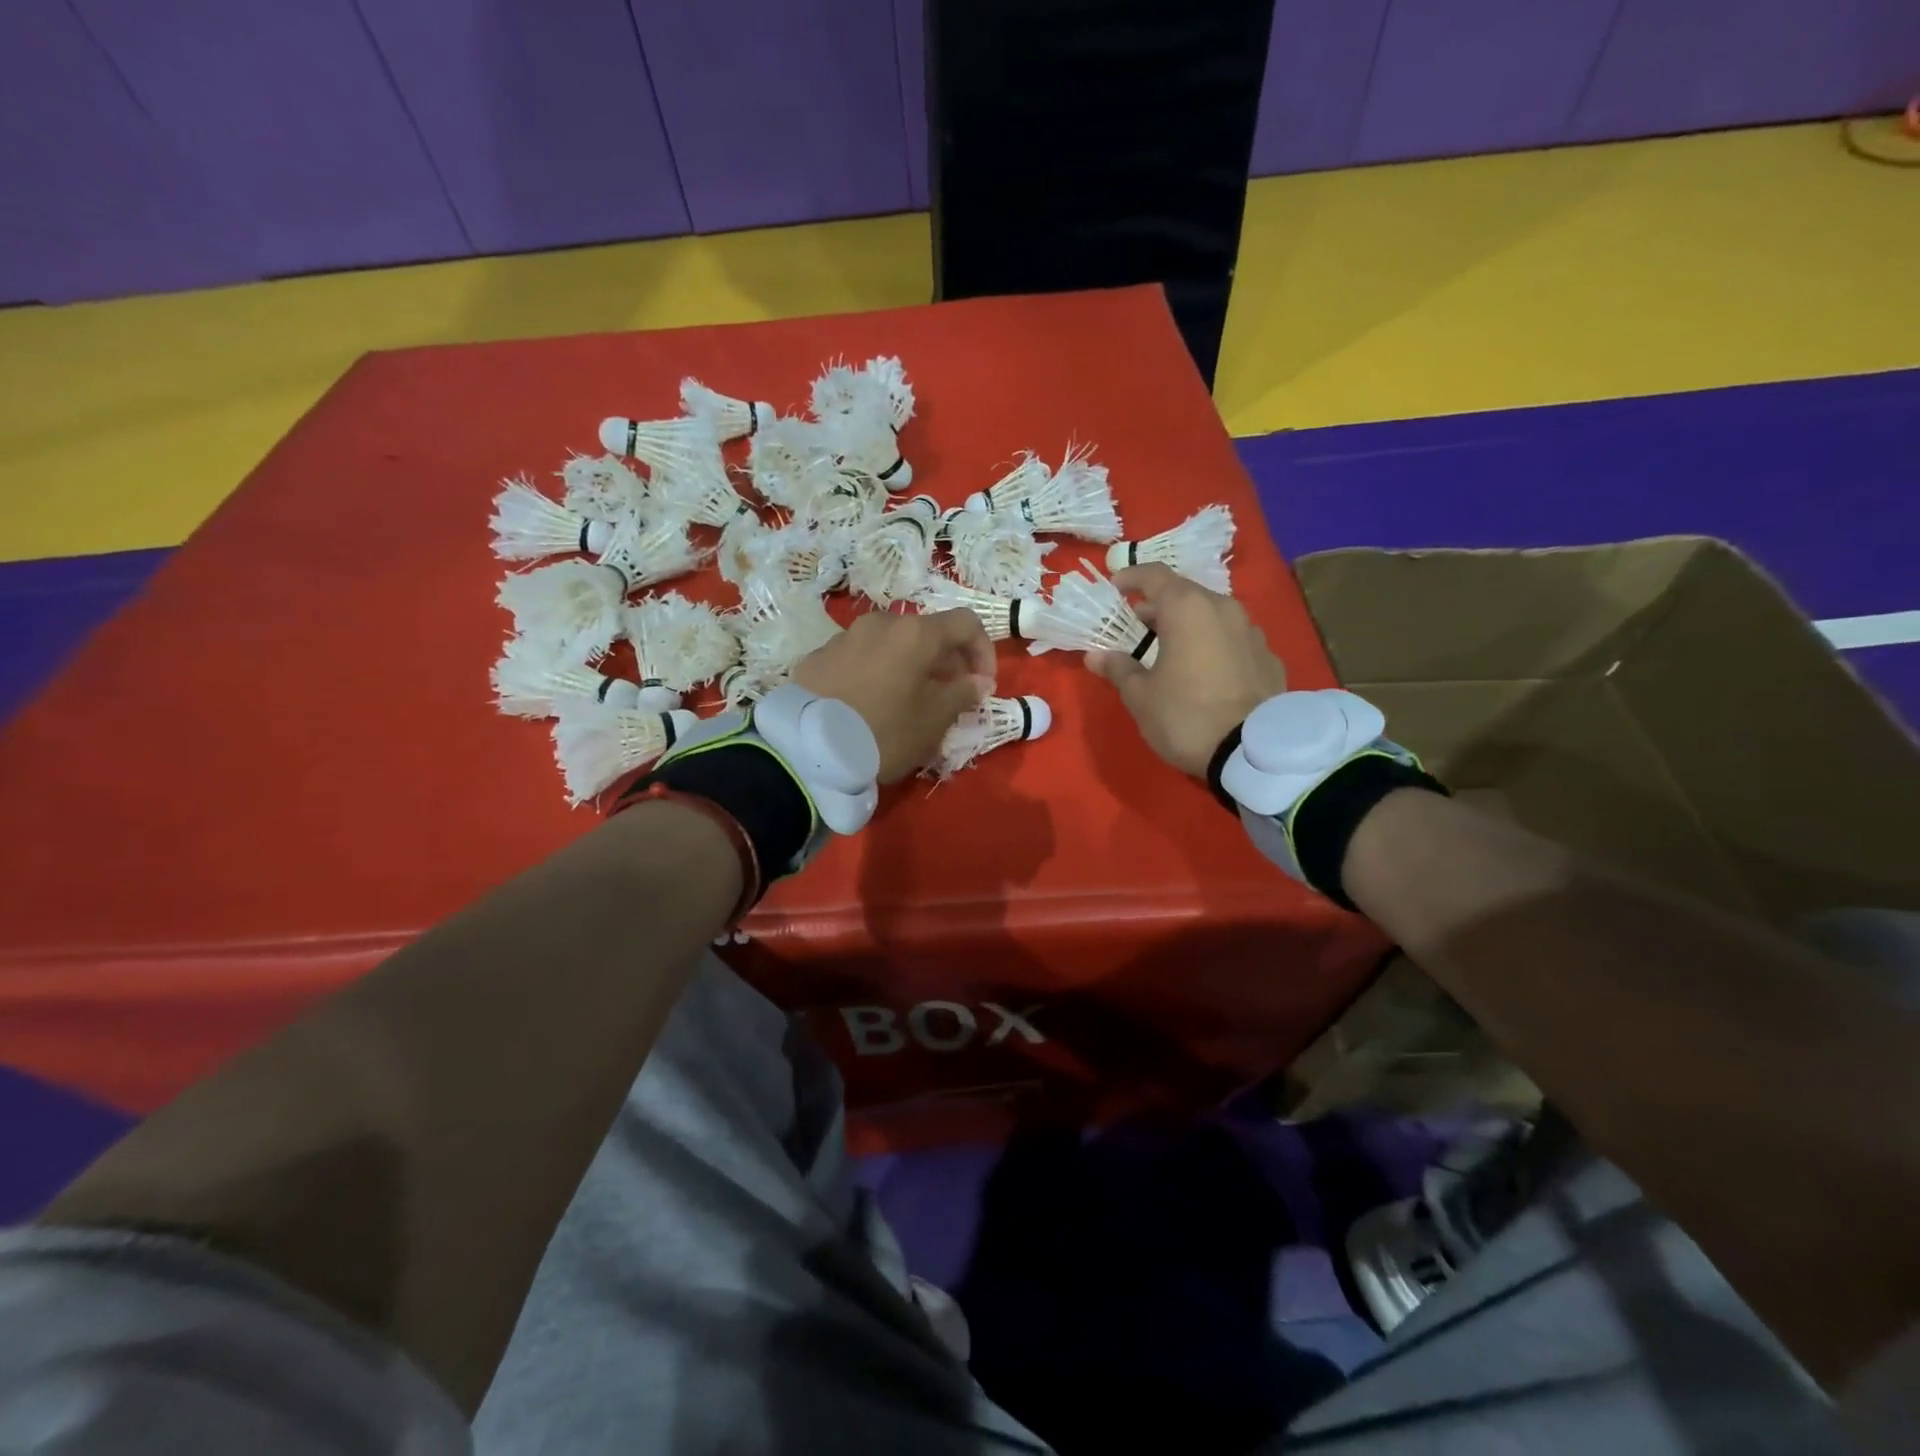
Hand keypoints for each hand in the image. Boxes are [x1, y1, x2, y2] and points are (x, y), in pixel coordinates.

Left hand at [795, 609, 994, 782]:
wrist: (807, 750)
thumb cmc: (885, 732)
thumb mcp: (934, 721)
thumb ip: (962, 695)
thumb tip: (977, 682)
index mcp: (915, 633)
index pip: (966, 624)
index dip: (983, 651)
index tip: (982, 686)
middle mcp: (880, 624)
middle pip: (926, 632)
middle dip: (946, 662)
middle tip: (951, 698)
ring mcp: (845, 638)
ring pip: (891, 645)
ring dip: (910, 667)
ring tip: (909, 702)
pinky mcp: (818, 658)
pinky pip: (860, 658)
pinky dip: (877, 673)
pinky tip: (871, 706)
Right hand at [1086, 563, 1287, 775]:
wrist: (1253, 753)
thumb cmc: (1186, 715)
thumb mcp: (1141, 696)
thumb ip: (1118, 668)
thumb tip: (1096, 655)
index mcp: (1187, 609)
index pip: (1154, 575)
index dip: (1131, 577)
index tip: (1115, 587)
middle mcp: (1223, 608)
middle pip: (1185, 594)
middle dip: (1158, 607)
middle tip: (1137, 628)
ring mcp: (1252, 632)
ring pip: (1212, 616)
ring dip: (1188, 625)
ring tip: (1170, 650)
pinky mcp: (1269, 658)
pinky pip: (1233, 640)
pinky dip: (1213, 645)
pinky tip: (1204, 672)